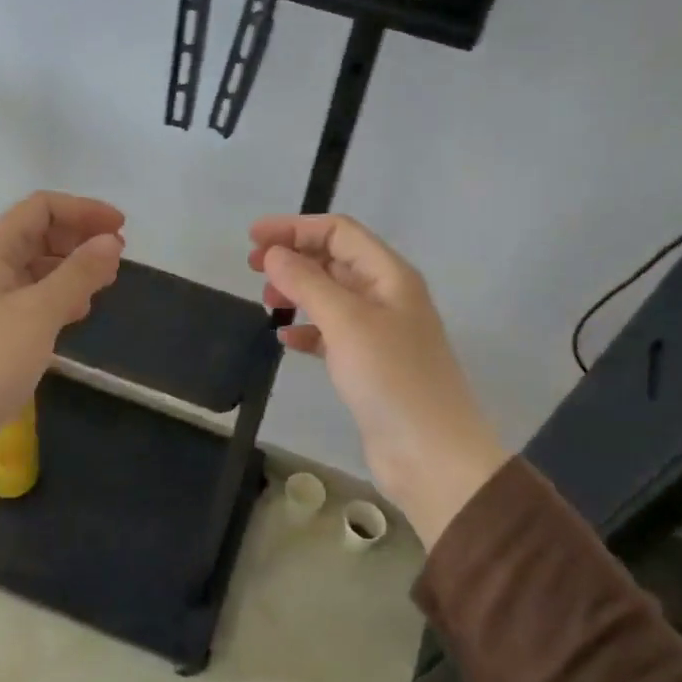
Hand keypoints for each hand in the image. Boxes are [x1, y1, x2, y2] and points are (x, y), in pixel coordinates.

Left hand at [0, 192, 125, 484]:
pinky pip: (27, 298)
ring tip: (103, 286)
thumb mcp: (39, 313)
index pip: (40, 208)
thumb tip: (111, 242)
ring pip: (34, 269)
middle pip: (37, 235)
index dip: (84, 211)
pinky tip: (76, 314)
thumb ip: (79, 273)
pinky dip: (56, 298)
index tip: (122, 229)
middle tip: (116, 260)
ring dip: (70, 270)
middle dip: (79, 241)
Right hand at [250, 214, 507, 547]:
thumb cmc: (391, 377)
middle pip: (335, 260)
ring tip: (266, 302)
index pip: (340, 232)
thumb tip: (273, 253)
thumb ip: (308, 282)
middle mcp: (387, 296)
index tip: (253, 237)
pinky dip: (308, 330)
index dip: (296, 228)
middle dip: (294, 257)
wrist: (430, 453)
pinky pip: (332, 334)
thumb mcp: (346, 321)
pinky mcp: (369, 365)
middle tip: (252, 267)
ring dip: (298, 292)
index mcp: (390, 275)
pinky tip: (285, 339)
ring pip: (331, 297)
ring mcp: (379, 332)